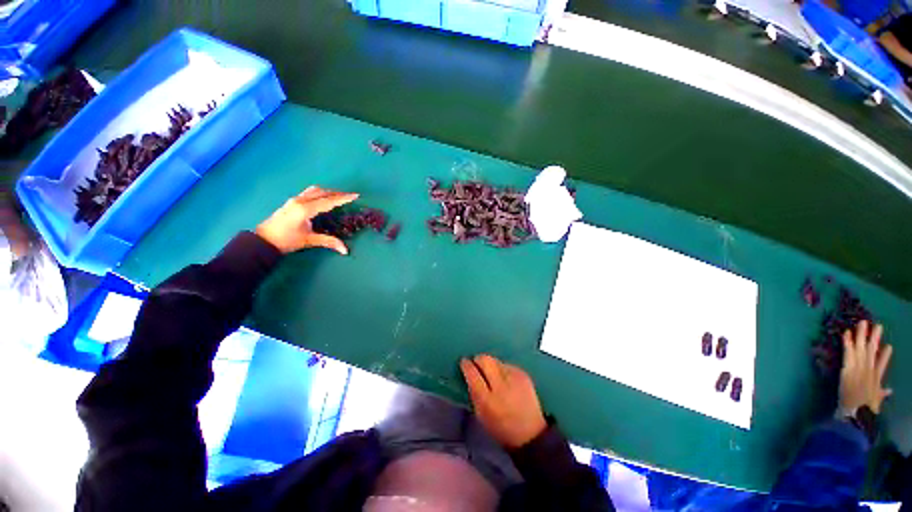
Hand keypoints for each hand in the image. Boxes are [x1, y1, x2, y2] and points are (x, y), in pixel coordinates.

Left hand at [255, 186, 357, 254]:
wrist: (263, 240)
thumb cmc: (286, 240)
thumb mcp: (309, 240)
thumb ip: (328, 242)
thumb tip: (345, 250)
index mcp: (305, 209)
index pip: (328, 201)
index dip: (343, 199)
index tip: (355, 196)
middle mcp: (300, 201)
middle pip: (323, 193)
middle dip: (338, 194)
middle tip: (350, 196)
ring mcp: (295, 199)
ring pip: (315, 190)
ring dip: (329, 192)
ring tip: (339, 196)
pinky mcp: (292, 201)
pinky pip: (309, 192)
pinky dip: (320, 193)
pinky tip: (324, 198)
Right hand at [460, 354, 546, 448]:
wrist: (531, 433)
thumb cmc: (501, 427)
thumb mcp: (481, 415)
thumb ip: (473, 393)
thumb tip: (469, 373)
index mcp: (488, 400)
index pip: (473, 374)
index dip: (466, 365)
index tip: (464, 362)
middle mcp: (501, 385)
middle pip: (485, 359)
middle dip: (478, 359)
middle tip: (477, 364)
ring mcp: (515, 378)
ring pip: (496, 360)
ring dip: (491, 365)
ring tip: (493, 376)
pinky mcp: (523, 374)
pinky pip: (507, 365)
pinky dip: (503, 370)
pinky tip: (506, 380)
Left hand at [839, 320, 892, 413]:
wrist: (857, 412)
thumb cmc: (865, 408)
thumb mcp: (876, 400)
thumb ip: (882, 393)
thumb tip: (889, 391)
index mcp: (875, 378)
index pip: (881, 364)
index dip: (885, 355)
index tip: (889, 346)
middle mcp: (868, 370)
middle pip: (872, 350)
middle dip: (874, 337)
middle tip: (877, 325)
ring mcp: (859, 367)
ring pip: (861, 347)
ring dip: (861, 335)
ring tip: (863, 323)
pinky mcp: (849, 368)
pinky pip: (848, 352)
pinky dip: (847, 342)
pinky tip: (847, 333)